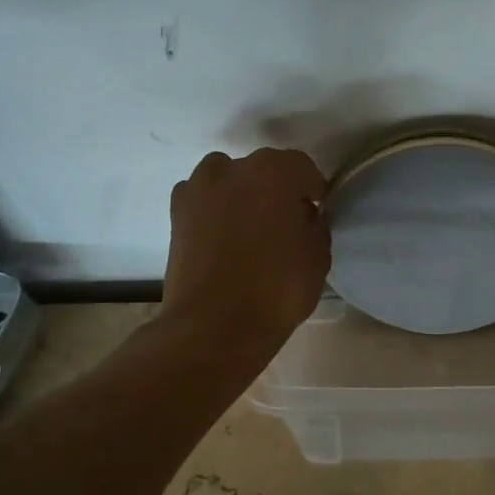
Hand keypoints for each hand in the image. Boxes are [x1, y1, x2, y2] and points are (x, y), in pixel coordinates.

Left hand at [163, 148, 329, 348]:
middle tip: (285, 223)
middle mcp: (232, 167)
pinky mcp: (176, 213)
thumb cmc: (277, 289)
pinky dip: (216, 213)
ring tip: (251, 231)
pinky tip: (225, 240)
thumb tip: (304, 217)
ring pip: (230, 182)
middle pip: (263, 171)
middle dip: (276, 191)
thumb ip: (315, 225)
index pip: (303, 169)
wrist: (213, 326)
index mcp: (274, 170)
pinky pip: (205, 202)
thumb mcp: (318, 257)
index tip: (317, 212)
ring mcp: (198, 188)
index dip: (313, 191)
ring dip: (243, 197)